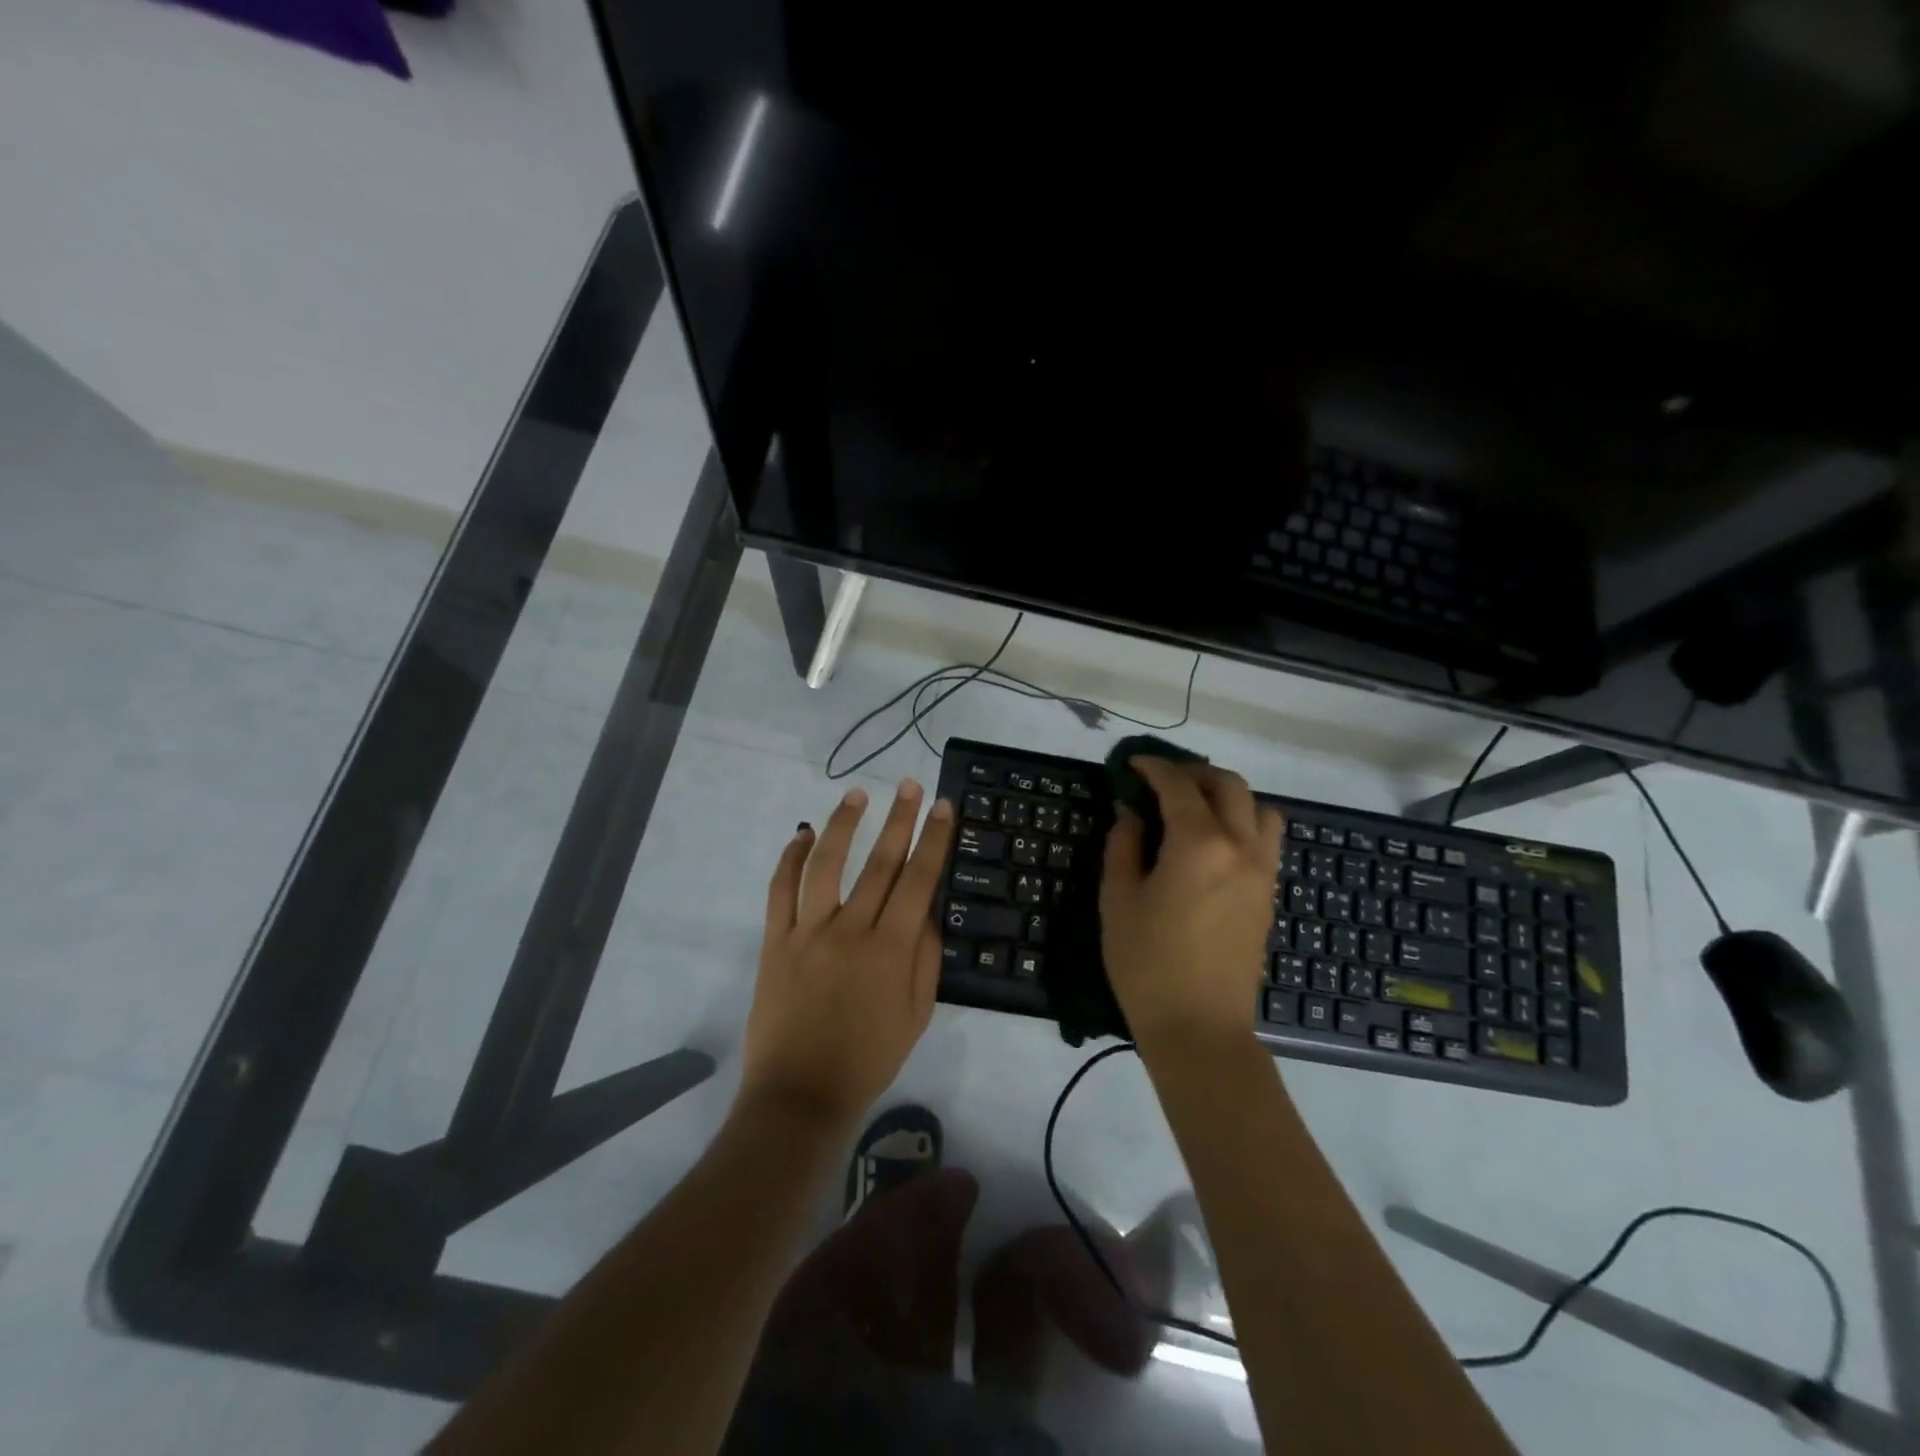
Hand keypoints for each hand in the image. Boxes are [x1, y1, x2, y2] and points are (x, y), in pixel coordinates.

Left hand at [739, 781, 956, 1130]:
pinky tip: (801, 834)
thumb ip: (927, 959)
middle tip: (909, 785)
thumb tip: (928, 912)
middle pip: (879, 863)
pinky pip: (781, 890)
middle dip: (899, 819)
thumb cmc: (868, 1059)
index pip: (919, 880)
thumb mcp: (917, 1016)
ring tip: (857, 795)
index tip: (942, 806)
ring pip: (826, 864)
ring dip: (843, 825)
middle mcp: (852, 930)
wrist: (801, 1095)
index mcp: (891, 949)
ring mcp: (808, 932)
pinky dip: (790, 858)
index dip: (934, 839)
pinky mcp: (776, 941)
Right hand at [1099, 757, 1284, 1062]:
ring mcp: (1263, 871)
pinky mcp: (1269, 894)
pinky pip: (1265, 838)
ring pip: (1258, 808)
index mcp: (1198, 843)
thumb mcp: (1119, 899)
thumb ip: (1124, 845)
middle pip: (1228, 785)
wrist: (1199, 1027)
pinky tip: (1212, 843)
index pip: (1178, 786)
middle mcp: (1240, 846)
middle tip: (1160, 781)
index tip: (1132, 764)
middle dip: (1193, 773)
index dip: (1153, 767)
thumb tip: (1130, 812)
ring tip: (1194, 808)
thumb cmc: (1147, 964)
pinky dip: (1242, 822)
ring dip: (1227, 795)